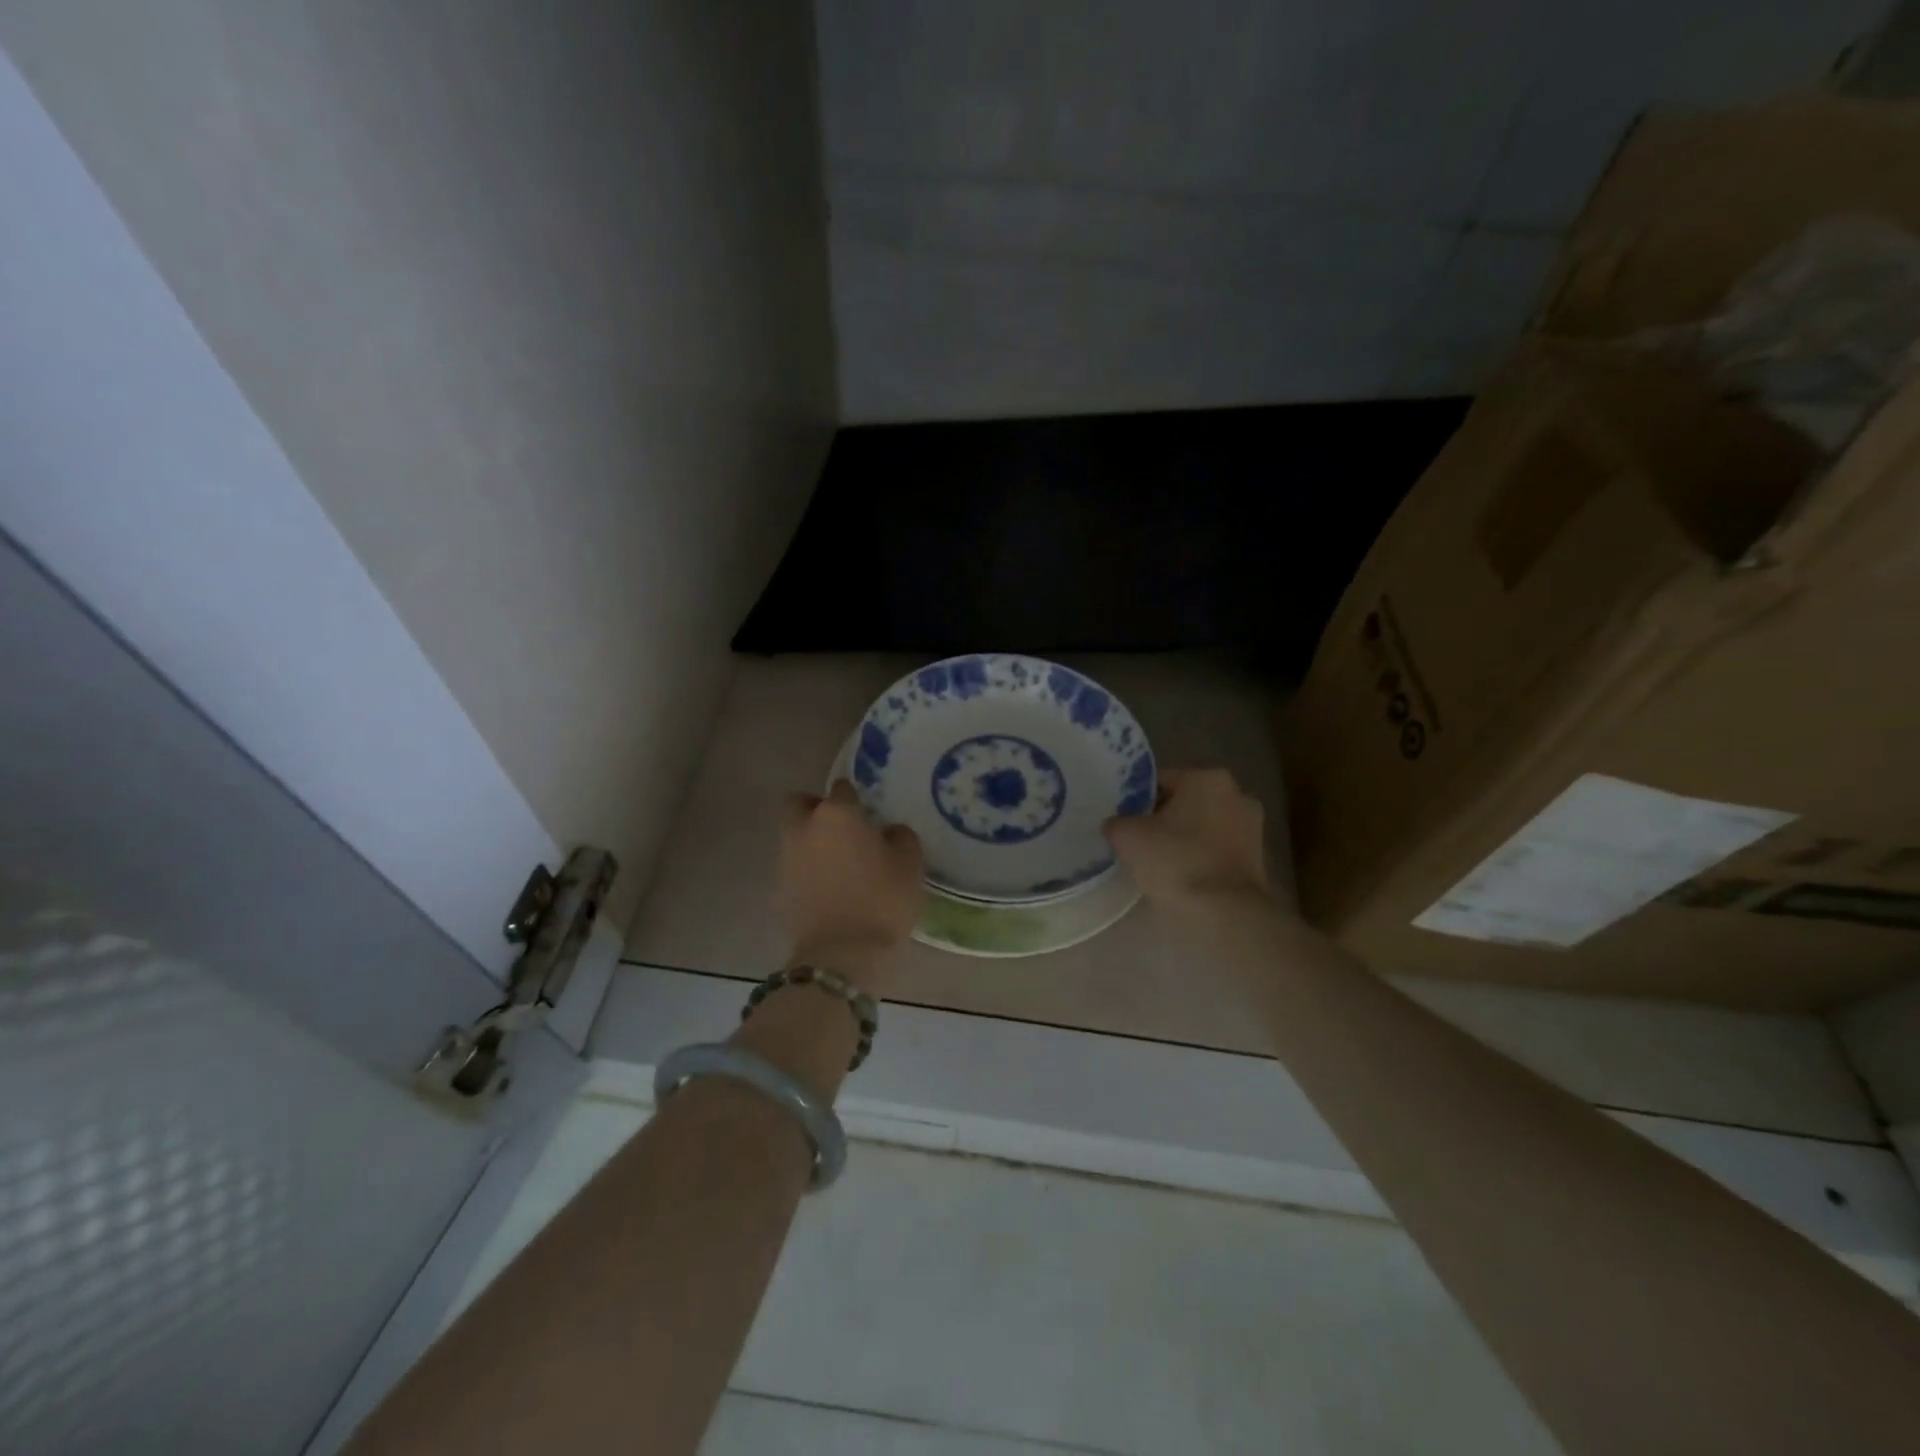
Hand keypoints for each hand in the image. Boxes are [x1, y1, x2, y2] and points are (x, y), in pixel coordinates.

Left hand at [775, 780, 923, 982]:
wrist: (842, 955)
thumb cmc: (882, 901)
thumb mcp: (910, 864)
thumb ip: (900, 837)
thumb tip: (889, 832)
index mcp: (837, 815)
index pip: (842, 788)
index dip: (855, 798)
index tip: (867, 811)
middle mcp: (804, 829)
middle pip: (800, 804)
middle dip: (815, 809)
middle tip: (840, 828)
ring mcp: (785, 860)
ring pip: (793, 837)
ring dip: (809, 843)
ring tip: (835, 865)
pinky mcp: (777, 892)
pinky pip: (791, 871)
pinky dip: (804, 875)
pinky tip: (824, 892)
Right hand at [1104, 767, 1271, 921]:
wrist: (1224, 912)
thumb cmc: (1175, 861)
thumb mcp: (1126, 835)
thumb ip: (1117, 821)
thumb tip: (1118, 824)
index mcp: (1206, 777)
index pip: (1161, 780)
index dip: (1138, 800)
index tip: (1125, 822)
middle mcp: (1236, 793)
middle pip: (1186, 802)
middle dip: (1164, 817)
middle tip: (1140, 841)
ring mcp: (1252, 826)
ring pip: (1204, 826)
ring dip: (1185, 838)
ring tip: (1161, 862)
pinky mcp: (1258, 858)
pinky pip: (1218, 849)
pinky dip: (1202, 857)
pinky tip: (1184, 876)